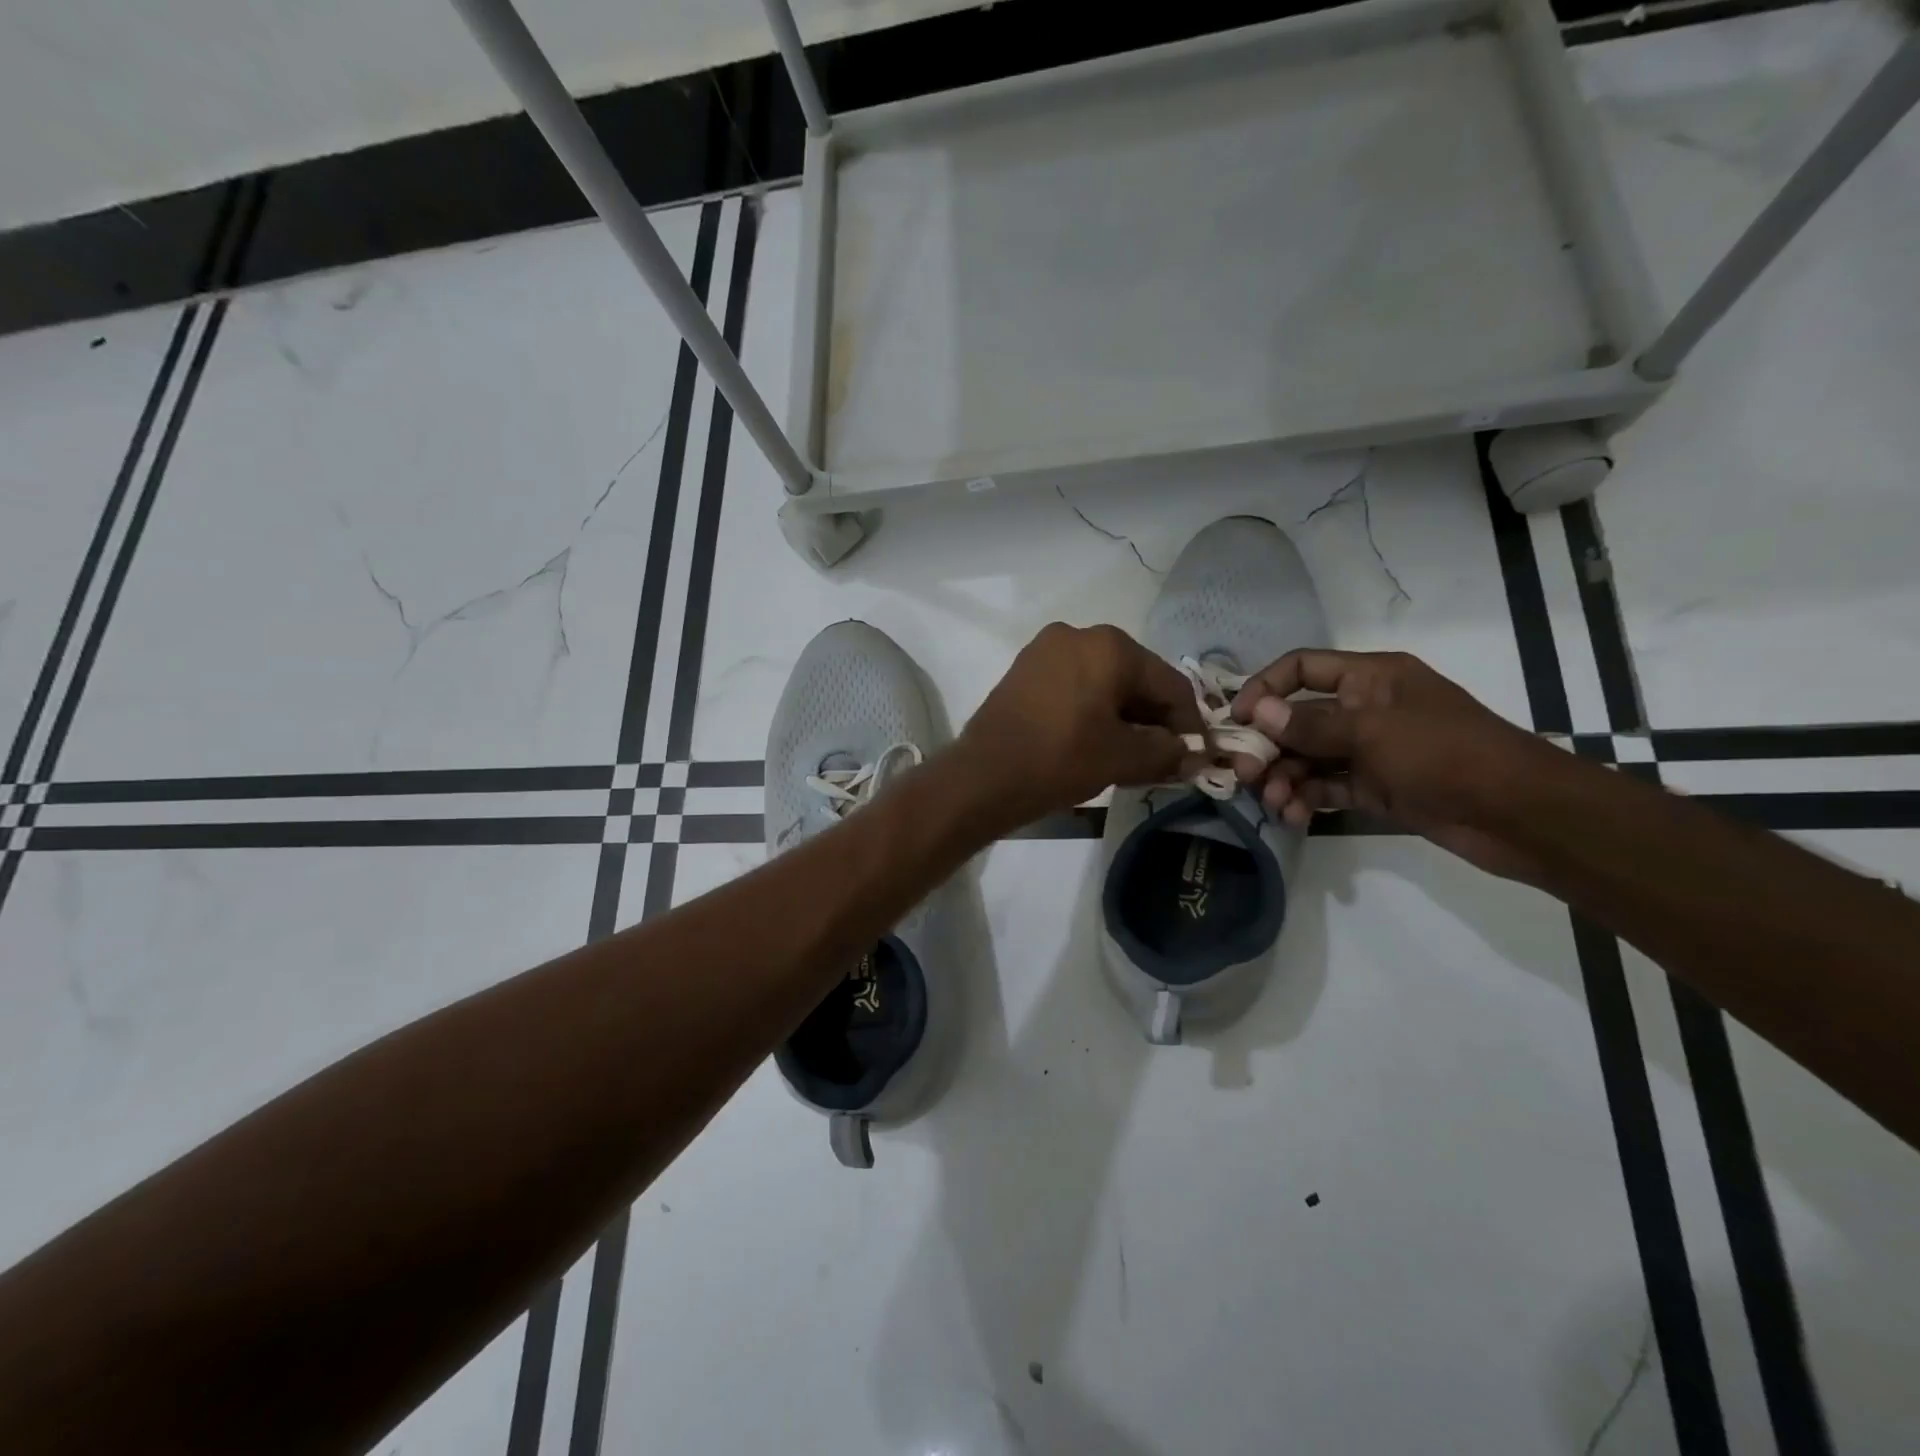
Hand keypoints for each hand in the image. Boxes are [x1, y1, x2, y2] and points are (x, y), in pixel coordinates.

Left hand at [958, 623, 1204, 827]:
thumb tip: (1195, 756)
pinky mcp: (1024, 671)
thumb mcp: (1123, 758)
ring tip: (1132, 756)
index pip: (1170, 684)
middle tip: (1165, 758)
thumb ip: (1168, 752)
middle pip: (1135, 678)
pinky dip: (1092, 711)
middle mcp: (1078, 634)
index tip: (1198, 756)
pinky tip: (1096, 742)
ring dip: (1123, 717)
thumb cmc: (1060, 759)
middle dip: (1154, 720)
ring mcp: (1045, 650)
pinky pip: (1074, 687)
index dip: (1189, 723)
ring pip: (1103, 683)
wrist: (983, 776)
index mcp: (1110, 645)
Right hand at [1231, 650, 1561, 881]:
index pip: (1303, 668)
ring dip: (1285, 778)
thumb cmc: (1445, 754)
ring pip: (1309, 758)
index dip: (1265, 687)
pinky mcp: (1376, 788)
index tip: (1237, 719)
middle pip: (1298, 719)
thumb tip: (1257, 713)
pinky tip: (1294, 816)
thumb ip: (1311, 724)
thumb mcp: (1373, 732)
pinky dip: (1307, 799)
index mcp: (1370, 678)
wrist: (1518, 814)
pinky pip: (1327, 787)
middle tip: (1247, 775)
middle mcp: (1365, 709)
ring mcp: (1370, 751)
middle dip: (1268, 746)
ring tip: (1275, 804)